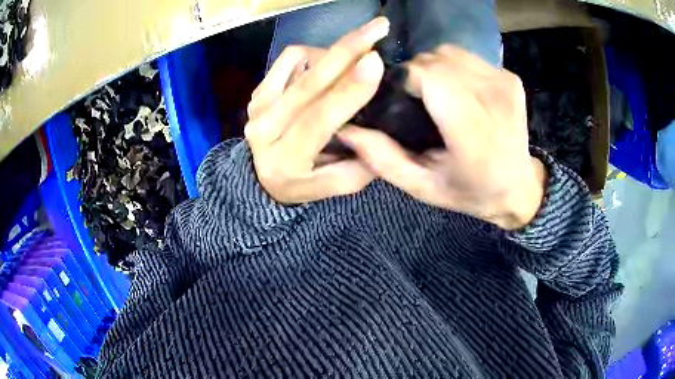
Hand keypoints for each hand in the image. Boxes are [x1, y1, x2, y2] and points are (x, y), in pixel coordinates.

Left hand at [245, 17, 388, 203]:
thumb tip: (376, 126)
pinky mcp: (259, 89)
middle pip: (308, 82)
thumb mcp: (333, 187)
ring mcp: (258, 105)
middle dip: (347, 49)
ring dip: (333, 53)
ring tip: (354, 60)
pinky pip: (289, 59)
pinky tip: (326, 65)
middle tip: (379, 27)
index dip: (349, 89)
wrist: (260, 176)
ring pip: (299, 62)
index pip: (318, 118)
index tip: (376, 60)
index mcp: (287, 158)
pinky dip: (313, 54)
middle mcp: (265, 128)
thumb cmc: (301, 182)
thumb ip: (358, 166)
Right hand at [339, 45, 546, 229]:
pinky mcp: (510, 76)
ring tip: (436, 94)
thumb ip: (383, 159)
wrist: (520, 187)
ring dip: (434, 67)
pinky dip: (454, 67)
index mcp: (473, 130)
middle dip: (417, 73)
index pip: (428, 75)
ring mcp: (504, 83)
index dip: (405, 80)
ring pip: (450, 52)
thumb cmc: (471, 191)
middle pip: (436, 58)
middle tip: (416, 100)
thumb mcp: (423, 186)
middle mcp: (492, 97)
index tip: (401, 101)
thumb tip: (345, 129)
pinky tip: (457, 91)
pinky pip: (468, 57)